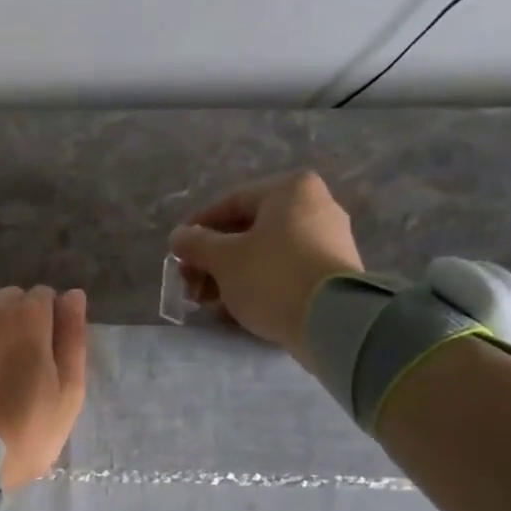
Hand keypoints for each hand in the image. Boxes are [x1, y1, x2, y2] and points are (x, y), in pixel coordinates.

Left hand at [0, 285, 87, 489]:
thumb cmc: (20, 434)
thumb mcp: (67, 397)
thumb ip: (72, 341)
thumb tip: (73, 295)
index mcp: (30, 317)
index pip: (44, 298)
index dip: (44, 325)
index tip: (37, 355)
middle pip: (8, 298)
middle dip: (11, 321)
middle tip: (5, 363)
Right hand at [168, 171, 363, 360]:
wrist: (333, 321)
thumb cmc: (272, 276)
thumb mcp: (223, 259)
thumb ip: (196, 243)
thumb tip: (179, 236)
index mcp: (290, 190)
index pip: (231, 203)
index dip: (198, 228)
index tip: (178, 251)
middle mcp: (316, 207)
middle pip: (249, 231)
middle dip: (214, 260)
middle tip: (190, 284)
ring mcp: (329, 241)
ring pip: (265, 255)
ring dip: (231, 276)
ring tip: (207, 302)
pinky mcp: (333, 274)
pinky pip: (285, 273)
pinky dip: (257, 286)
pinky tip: (235, 310)